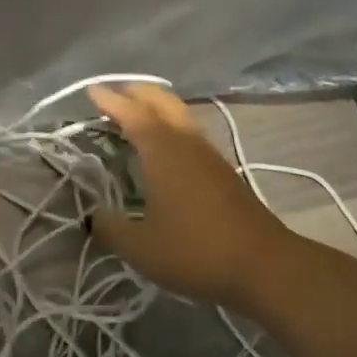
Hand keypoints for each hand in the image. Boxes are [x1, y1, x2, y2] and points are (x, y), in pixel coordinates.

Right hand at [86, 84, 291, 306]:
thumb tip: (92, 215)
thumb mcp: (140, 248)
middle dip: (137, 93)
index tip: (92, 91)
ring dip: (157, 107)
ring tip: (137, 116)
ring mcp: (209, 155)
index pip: (132, 113)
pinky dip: (171, 127)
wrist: (264, 265)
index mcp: (163, 150)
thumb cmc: (196, 251)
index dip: (110, 100)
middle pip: (162, 101)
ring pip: (180, 114)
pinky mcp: (224, 171)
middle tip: (114, 96)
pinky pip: (191, 133)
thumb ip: (110, 228)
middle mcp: (187, 142)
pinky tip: (166, 148)